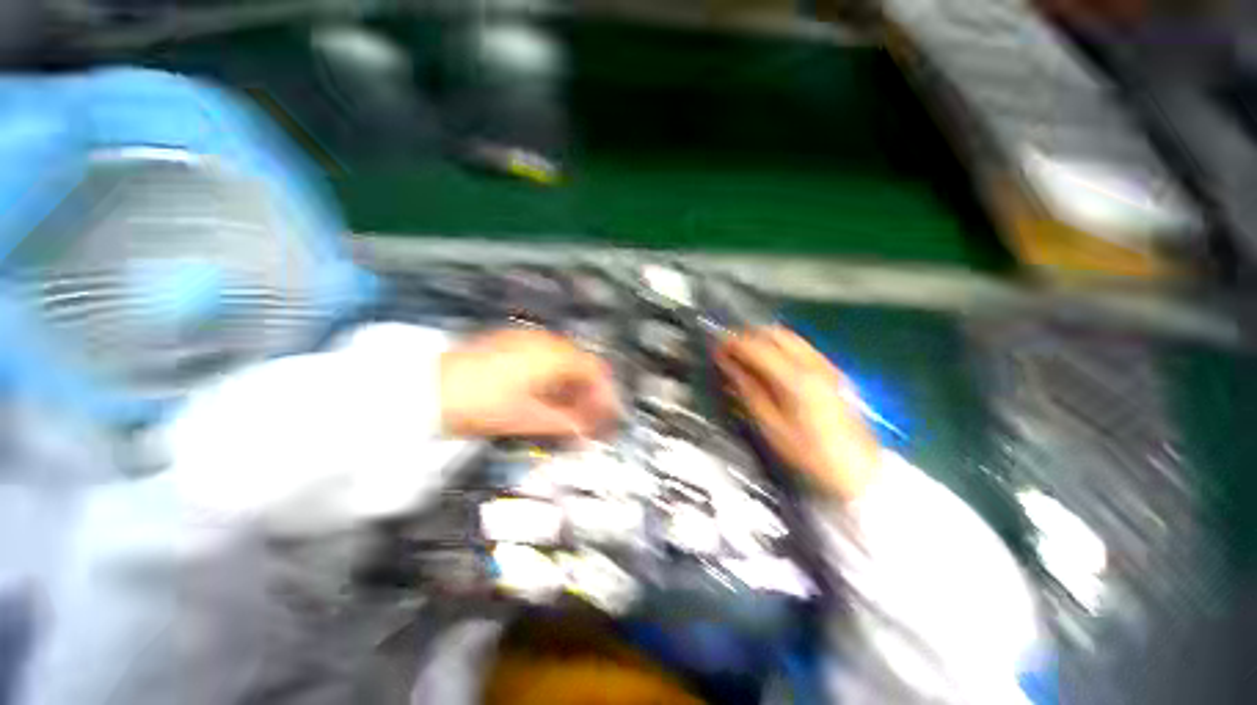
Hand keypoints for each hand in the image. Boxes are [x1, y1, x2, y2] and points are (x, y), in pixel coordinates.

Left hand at [440, 329, 618, 437]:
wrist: (427, 385)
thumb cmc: (482, 401)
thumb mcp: (527, 417)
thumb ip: (564, 423)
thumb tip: (588, 432)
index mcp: (555, 356)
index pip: (596, 371)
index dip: (605, 396)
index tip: (606, 419)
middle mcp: (546, 341)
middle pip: (581, 366)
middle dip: (589, 394)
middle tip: (587, 421)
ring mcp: (528, 340)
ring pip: (563, 364)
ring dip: (571, 389)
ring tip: (567, 415)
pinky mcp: (511, 344)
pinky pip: (545, 361)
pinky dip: (553, 381)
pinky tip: (545, 399)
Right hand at [717, 327, 879, 502]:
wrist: (858, 469)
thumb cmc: (808, 452)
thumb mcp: (770, 425)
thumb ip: (748, 389)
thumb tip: (728, 366)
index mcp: (794, 378)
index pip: (757, 347)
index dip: (733, 344)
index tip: (717, 348)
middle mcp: (812, 363)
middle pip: (775, 333)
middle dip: (748, 336)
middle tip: (730, 349)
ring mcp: (825, 364)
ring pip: (789, 336)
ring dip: (764, 338)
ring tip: (746, 353)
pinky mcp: (832, 370)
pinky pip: (801, 345)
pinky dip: (780, 345)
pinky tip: (771, 360)